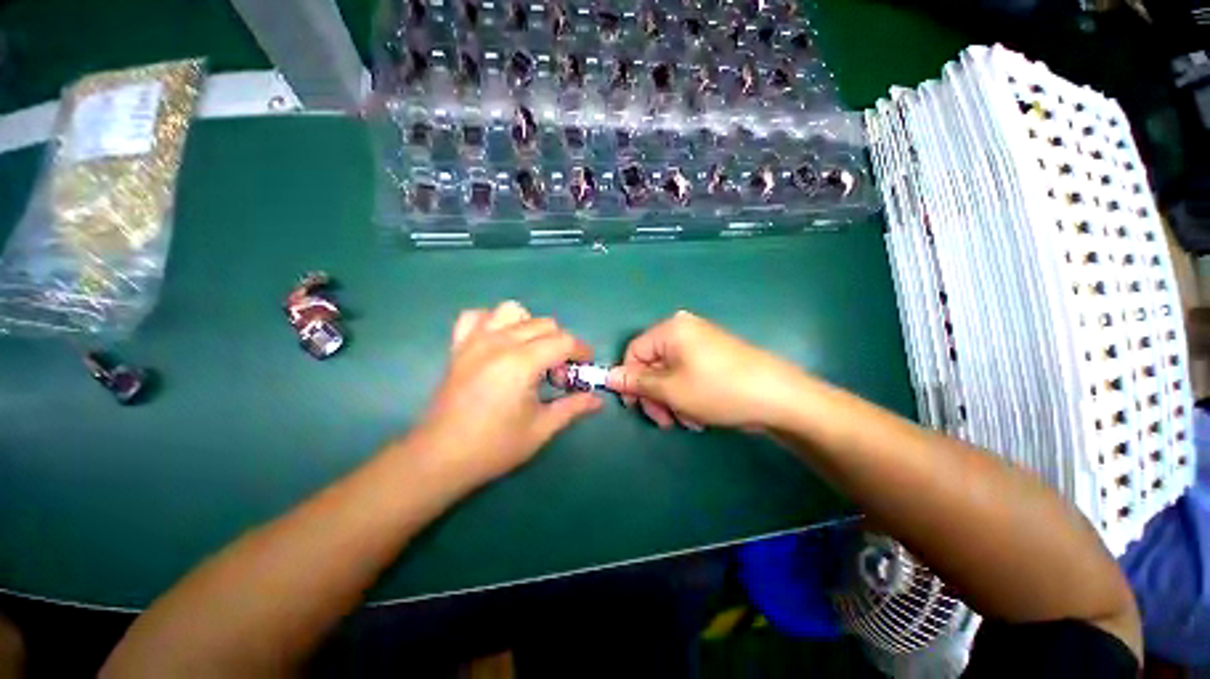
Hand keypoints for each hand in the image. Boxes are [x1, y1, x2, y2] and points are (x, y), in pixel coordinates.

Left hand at [410, 301, 602, 487]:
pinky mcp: (459, 346)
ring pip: (512, 311)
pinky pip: (477, 317)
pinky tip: (498, 343)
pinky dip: (493, 322)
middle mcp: (500, 342)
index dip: (581, 351)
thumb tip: (598, 400)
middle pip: (544, 324)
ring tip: (530, 353)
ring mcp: (476, 341)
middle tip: (556, 373)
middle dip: (560, 344)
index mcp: (522, 362)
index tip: (585, 367)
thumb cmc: (494, 446)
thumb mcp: (541, 428)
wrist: (440, 457)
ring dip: (529, 327)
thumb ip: (573, 407)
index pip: (564, 340)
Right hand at [608, 311, 802, 430]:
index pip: (634, 352)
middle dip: (655, 395)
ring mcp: (702, 343)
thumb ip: (636, 382)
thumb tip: (607, 376)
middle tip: (664, 420)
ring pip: (670, 374)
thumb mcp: (670, 389)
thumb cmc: (717, 389)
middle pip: (652, 364)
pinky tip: (700, 415)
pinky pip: (688, 375)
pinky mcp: (715, 357)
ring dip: (672, 400)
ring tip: (688, 420)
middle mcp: (684, 330)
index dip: (630, 380)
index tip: (636, 406)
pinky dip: (687, 395)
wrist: (779, 397)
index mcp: (670, 330)